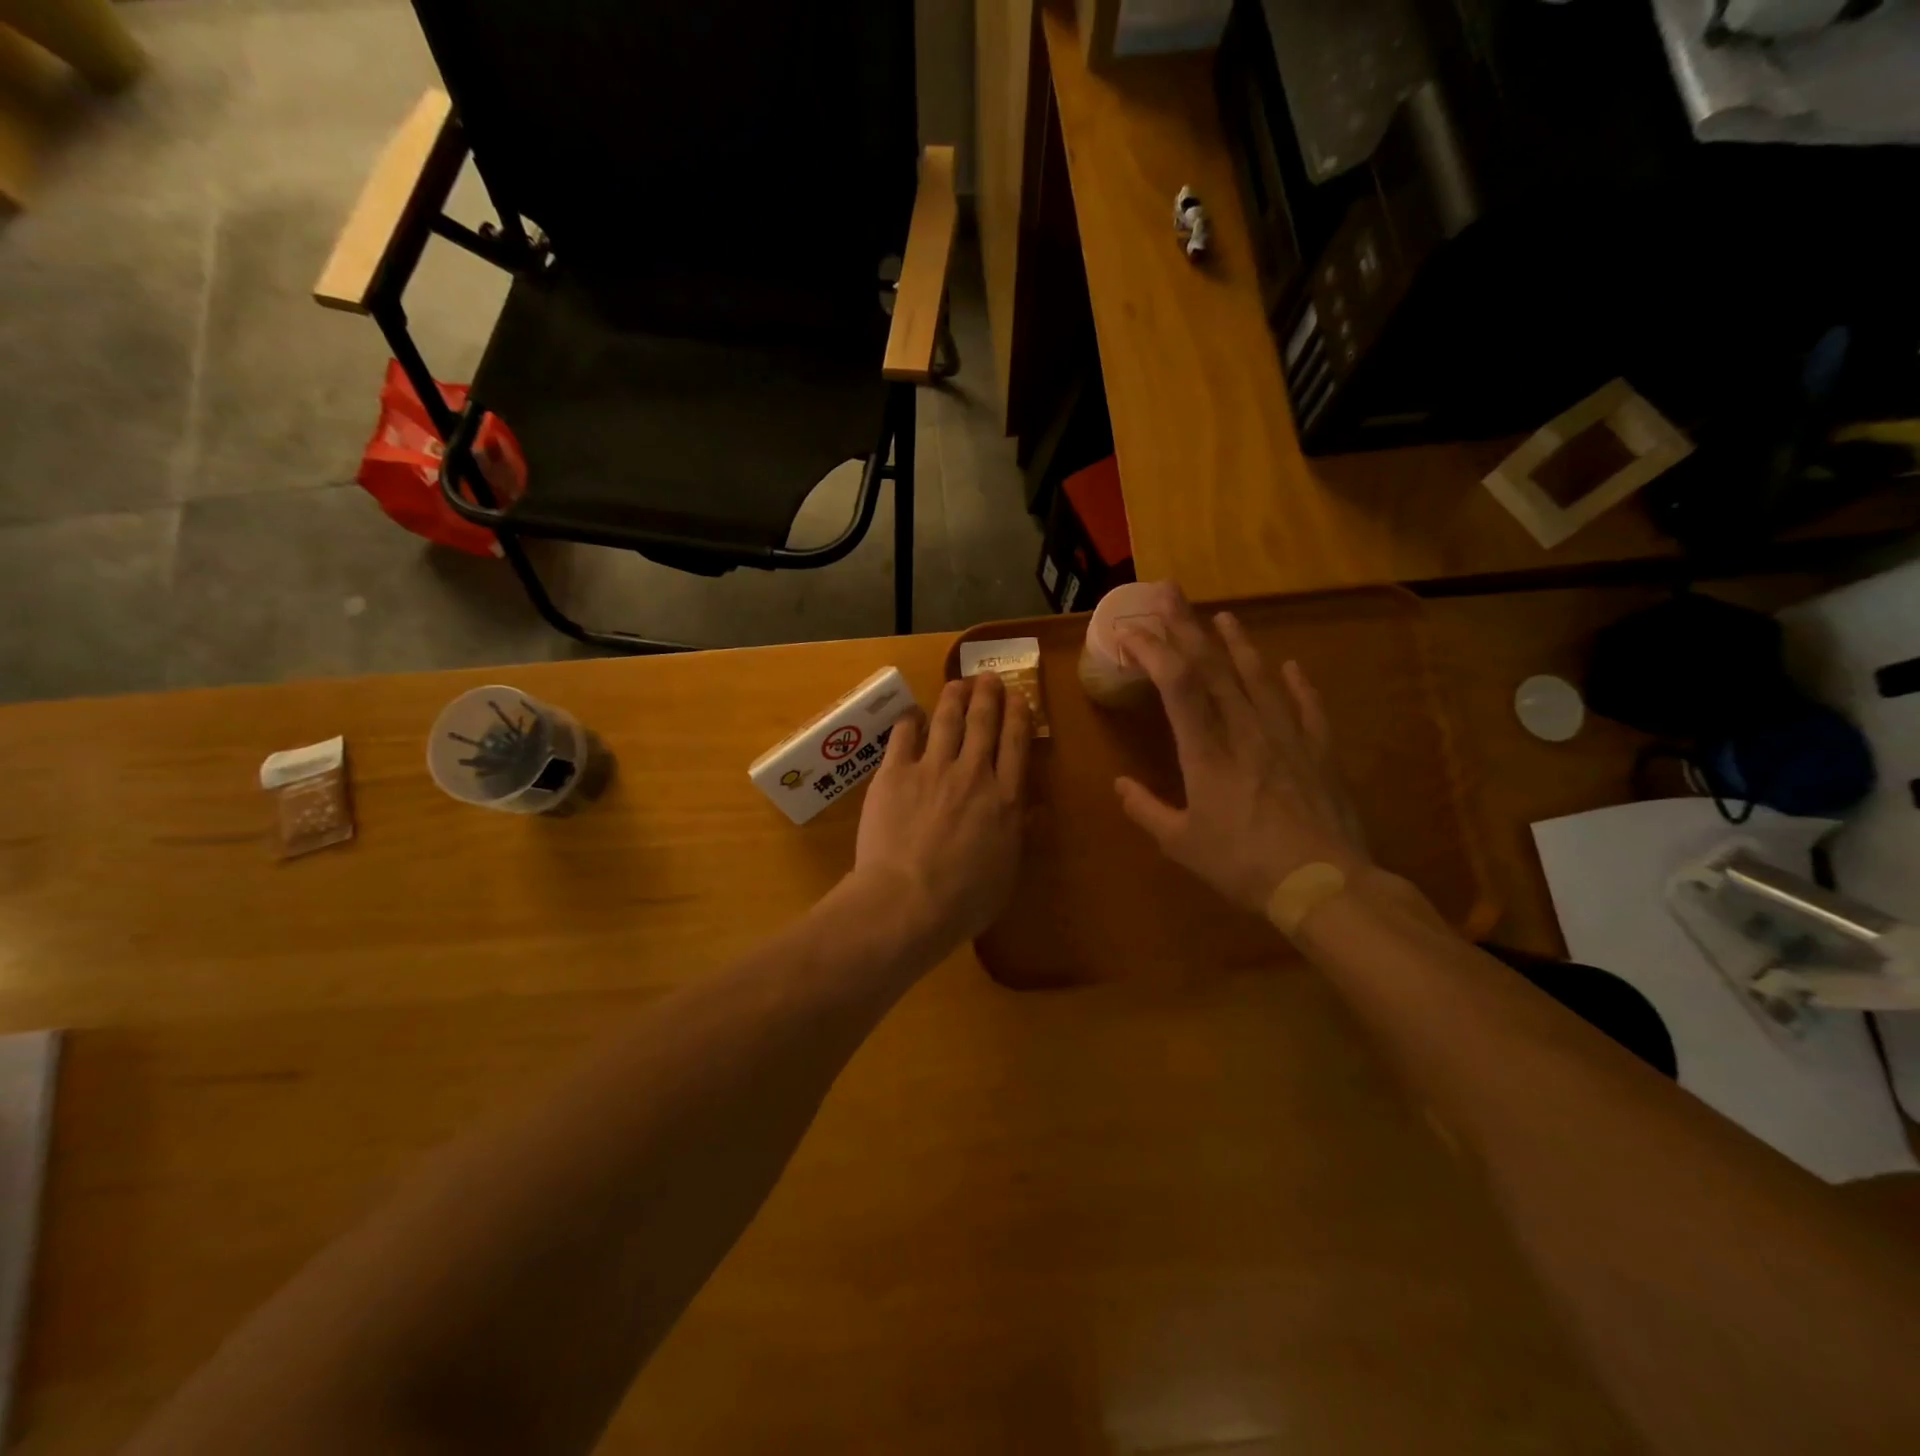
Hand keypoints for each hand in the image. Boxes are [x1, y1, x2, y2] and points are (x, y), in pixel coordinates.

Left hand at [851, 673, 1031, 949]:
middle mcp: (973, 774)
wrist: (907, 900)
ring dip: (954, 696)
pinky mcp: (895, 773)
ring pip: (947, 719)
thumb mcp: (1006, 872)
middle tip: (988, 677)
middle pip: (983, 722)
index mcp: (1005, 799)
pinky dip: (911, 720)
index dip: (1017, 714)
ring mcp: (932, 769)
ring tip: (957, 683)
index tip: (1017, 695)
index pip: (1016, 743)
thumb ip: (1019, 834)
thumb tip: (1033, 808)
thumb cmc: (963, 900)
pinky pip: (904, 735)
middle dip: (988, 694)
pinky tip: (913, 713)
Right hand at [1115, 596, 1369, 916]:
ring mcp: (1287, 736)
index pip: (1177, 685)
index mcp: (1207, 752)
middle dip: (1185, 626)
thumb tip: (1120, 785)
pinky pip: (1307, 707)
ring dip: (1237, 644)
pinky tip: (1291, 665)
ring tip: (1223, 616)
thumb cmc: (1244, 865)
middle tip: (1168, 592)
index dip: (1153, 651)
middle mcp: (1245, 731)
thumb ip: (1147, 810)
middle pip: (1213, 667)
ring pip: (1258, 677)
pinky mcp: (1319, 751)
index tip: (1131, 631)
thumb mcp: (1182, 845)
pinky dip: (1297, 684)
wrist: (1324, 885)